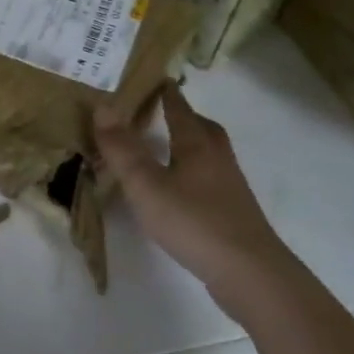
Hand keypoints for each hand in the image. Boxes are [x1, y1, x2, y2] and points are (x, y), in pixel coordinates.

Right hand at [95, 84, 293, 313]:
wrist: (251, 275)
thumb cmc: (194, 222)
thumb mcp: (147, 185)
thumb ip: (122, 149)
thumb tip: (102, 106)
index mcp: (197, 144)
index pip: (180, 108)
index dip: (166, 93)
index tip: (155, 78)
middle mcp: (217, 158)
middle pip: (202, 128)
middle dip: (183, 116)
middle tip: (161, 111)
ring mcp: (230, 187)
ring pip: (209, 154)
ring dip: (190, 144)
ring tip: (167, 148)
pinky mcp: (233, 213)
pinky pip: (210, 179)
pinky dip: (194, 173)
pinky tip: (180, 189)